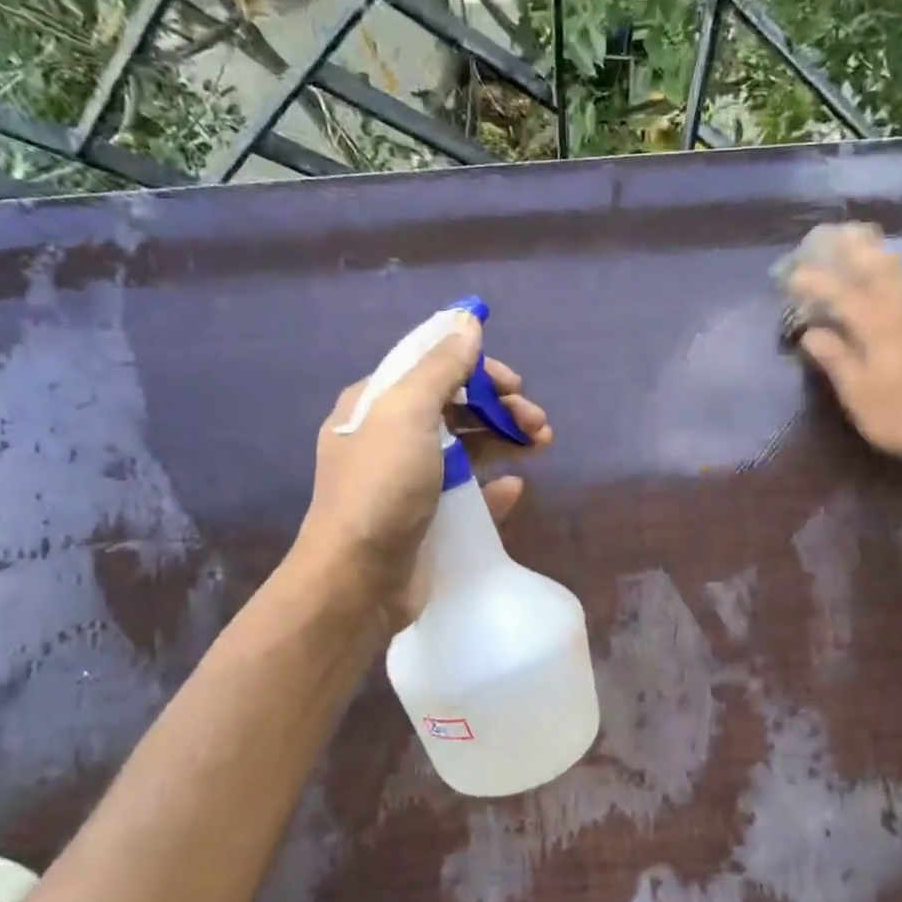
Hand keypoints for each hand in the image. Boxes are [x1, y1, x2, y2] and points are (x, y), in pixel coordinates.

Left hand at [291, 313, 551, 627]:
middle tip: (537, 422)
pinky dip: (494, 486)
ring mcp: (410, 482)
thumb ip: (440, 366)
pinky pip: (469, 494)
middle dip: (500, 408)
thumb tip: (467, 321)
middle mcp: (392, 438)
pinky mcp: (428, 519)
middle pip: (456, 408)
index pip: (432, 368)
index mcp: (377, 405)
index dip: (476, 369)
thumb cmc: (381, 487)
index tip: (513, 383)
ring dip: (506, 441)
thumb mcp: (407, 413)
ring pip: (468, 449)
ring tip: (543, 445)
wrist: (358, 580)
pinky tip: (516, 488)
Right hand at [783, 223, 901, 471]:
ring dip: (878, 252)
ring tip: (863, 240)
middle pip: (876, 266)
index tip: (790, 273)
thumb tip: (810, 332)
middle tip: (831, 233)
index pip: (840, 292)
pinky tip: (900, 272)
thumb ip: (836, 359)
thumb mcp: (860, 396)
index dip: (813, 280)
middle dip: (851, 248)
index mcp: (878, 325)